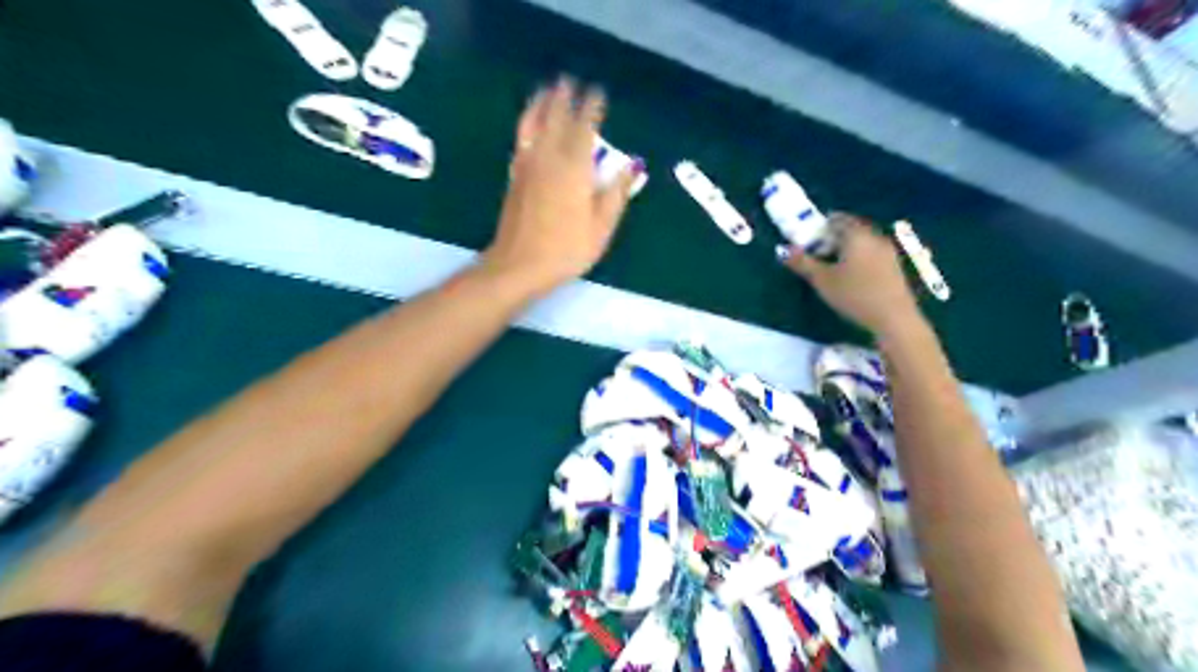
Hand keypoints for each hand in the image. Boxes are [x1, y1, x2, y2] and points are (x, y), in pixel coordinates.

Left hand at [481, 76, 640, 290]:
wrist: (519, 265)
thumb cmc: (566, 249)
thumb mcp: (601, 226)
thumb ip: (616, 192)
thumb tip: (633, 165)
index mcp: (573, 168)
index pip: (584, 128)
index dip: (592, 108)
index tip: (598, 93)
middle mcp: (548, 159)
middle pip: (555, 119)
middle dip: (564, 98)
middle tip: (569, 81)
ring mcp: (528, 167)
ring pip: (533, 125)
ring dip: (540, 104)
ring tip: (546, 91)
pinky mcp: (515, 178)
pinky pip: (521, 141)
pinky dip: (526, 125)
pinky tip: (529, 126)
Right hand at [777, 213, 923, 335]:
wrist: (893, 317)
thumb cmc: (854, 295)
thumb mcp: (822, 280)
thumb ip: (802, 262)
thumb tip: (783, 249)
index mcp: (855, 235)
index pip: (837, 219)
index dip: (821, 226)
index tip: (809, 239)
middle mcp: (874, 236)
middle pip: (851, 228)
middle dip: (834, 237)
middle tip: (818, 252)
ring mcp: (887, 251)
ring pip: (863, 241)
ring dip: (848, 248)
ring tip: (834, 265)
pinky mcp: (895, 266)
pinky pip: (872, 253)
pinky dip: (860, 257)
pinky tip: (853, 275)